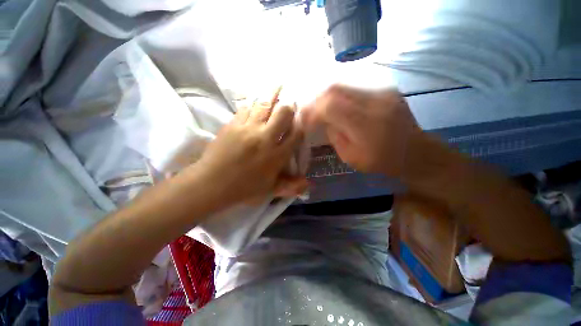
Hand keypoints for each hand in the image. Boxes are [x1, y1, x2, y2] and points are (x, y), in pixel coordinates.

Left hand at [196, 95, 307, 204]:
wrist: (211, 184)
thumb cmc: (243, 189)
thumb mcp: (270, 190)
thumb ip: (290, 186)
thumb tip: (308, 184)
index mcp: (276, 155)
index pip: (296, 134)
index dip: (301, 125)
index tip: (302, 121)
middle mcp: (265, 138)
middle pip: (283, 113)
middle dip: (289, 106)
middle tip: (291, 103)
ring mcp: (248, 128)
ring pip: (264, 105)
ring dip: (273, 94)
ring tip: (279, 85)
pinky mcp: (233, 124)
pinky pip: (246, 108)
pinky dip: (254, 102)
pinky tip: (257, 98)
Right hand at [302, 85, 418, 176]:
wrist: (416, 152)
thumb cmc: (382, 161)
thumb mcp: (351, 157)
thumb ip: (334, 136)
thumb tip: (325, 121)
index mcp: (365, 124)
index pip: (330, 107)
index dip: (313, 111)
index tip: (304, 120)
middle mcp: (374, 101)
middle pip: (335, 90)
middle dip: (316, 100)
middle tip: (309, 111)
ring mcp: (382, 92)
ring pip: (344, 85)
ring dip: (326, 96)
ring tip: (320, 108)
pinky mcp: (385, 89)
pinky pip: (354, 87)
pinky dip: (340, 96)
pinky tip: (337, 105)